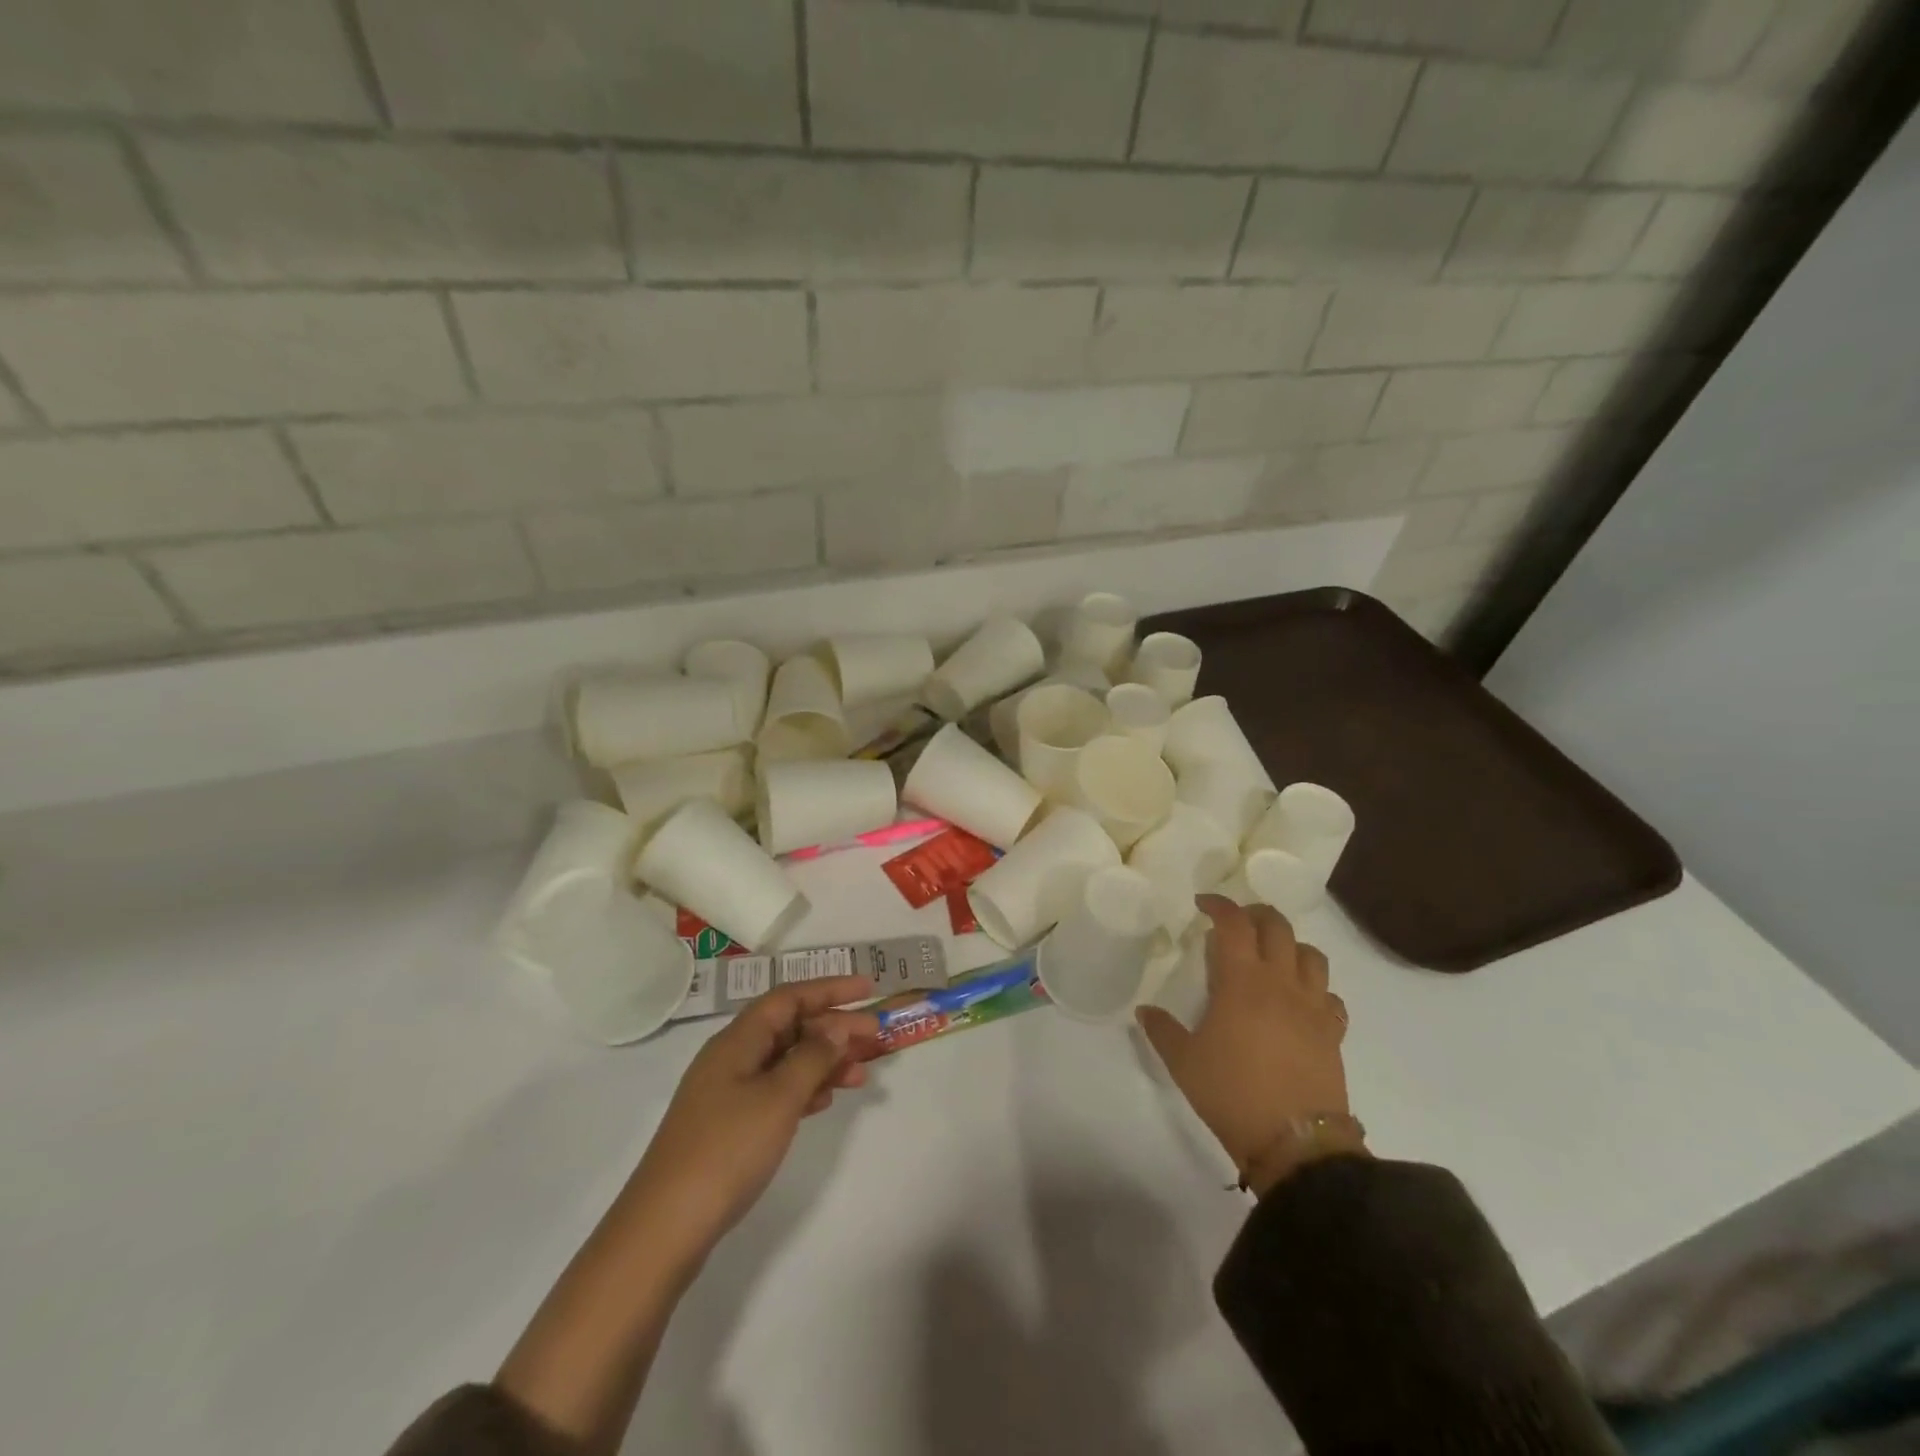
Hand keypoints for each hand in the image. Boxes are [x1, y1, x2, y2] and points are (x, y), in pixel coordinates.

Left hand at [624, 975, 881, 1265]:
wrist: (665, 1227)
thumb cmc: (726, 1150)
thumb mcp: (778, 1098)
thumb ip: (812, 1057)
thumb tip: (836, 1026)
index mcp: (738, 1040)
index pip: (789, 997)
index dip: (829, 988)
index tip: (868, 989)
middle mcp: (733, 1057)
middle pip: (790, 1027)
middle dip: (834, 1027)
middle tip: (876, 1035)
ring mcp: (729, 1093)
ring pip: (786, 1061)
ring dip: (824, 1061)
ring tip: (862, 1073)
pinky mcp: (730, 1125)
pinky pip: (776, 1090)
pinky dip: (805, 1089)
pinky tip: (826, 1100)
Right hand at [1137, 896, 1355, 1193]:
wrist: (1295, 1143)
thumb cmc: (1232, 1093)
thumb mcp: (1183, 1062)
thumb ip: (1162, 1030)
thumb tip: (1145, 1011)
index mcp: (1242, 981)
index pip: (1233, 923)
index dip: (1218, 905)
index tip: (1202, 904)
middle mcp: (1281, 983)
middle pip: (1278, 927)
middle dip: (1255, 915)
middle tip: (1236, 924)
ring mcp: (1313, 1006)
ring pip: (1311, 955)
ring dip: (1290, 945)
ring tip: (1271, 957)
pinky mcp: (1333, 1032)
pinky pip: (1330, 995)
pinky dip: (1315, 988)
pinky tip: (1299, 1002)